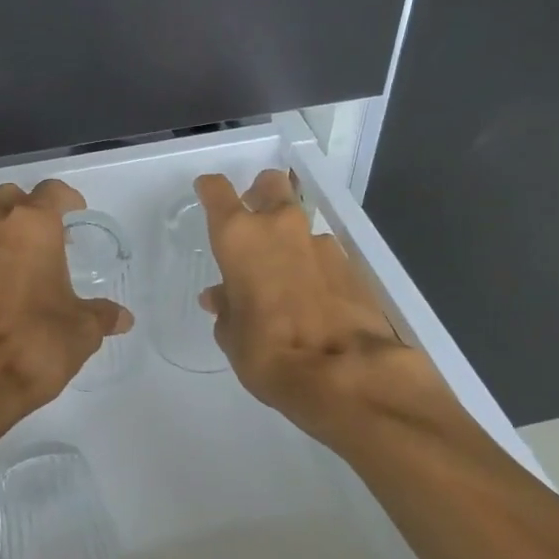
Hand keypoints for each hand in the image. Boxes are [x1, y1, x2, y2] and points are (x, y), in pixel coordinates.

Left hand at [0, 179, 131, 428]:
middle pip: (9, 198)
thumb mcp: (82, 331)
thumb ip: (102, 316)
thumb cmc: (35, 343)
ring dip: (4, 239)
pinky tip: (0, 299)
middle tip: (50, 236)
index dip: (67, 199)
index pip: (50, 192)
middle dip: (29, 209)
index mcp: (30, 228)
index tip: (77, 214)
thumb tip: (122, 318)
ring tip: (26, 270)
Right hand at [195, 169, 450, 448]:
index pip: (217, 191)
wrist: (345, 374)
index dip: (210, 190)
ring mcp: (321, 243)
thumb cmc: (268, 352)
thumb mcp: (232, 335)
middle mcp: (280, 227)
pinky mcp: (352, 265)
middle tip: (253, 221)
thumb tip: (222, 297)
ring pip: (300, 223)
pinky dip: (315, 266)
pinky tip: (313, 296)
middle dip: (261, 193)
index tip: (206, 193)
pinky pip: (324, 254)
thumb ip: (226, 306)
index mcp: (240, 236)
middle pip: (271, 184)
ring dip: (290, 239)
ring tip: (284, 277)